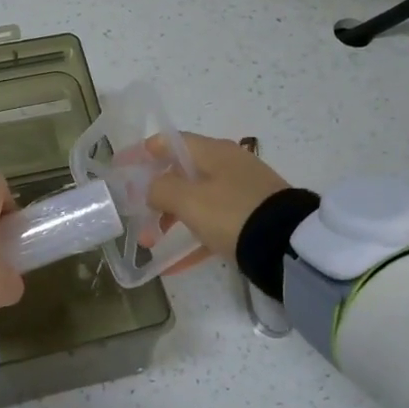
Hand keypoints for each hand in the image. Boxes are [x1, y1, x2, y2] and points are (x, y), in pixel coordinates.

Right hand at [145, 134, 292, 261]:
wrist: (288, 245)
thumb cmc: (233, 213)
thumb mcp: (190, 200)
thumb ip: (160, 189)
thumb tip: (149, 188)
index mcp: (213, 152)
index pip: (170, 142)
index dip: (142, 153)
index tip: (120, 168)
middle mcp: (227, 166)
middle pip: (180, 173)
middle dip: (153, 194)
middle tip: (134, 213)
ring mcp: (240, 193)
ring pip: (194, 200)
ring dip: (168, 219)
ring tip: (149, 243)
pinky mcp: (249, 218)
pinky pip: (211, 225)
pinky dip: (190, 239)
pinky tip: (173, 265)